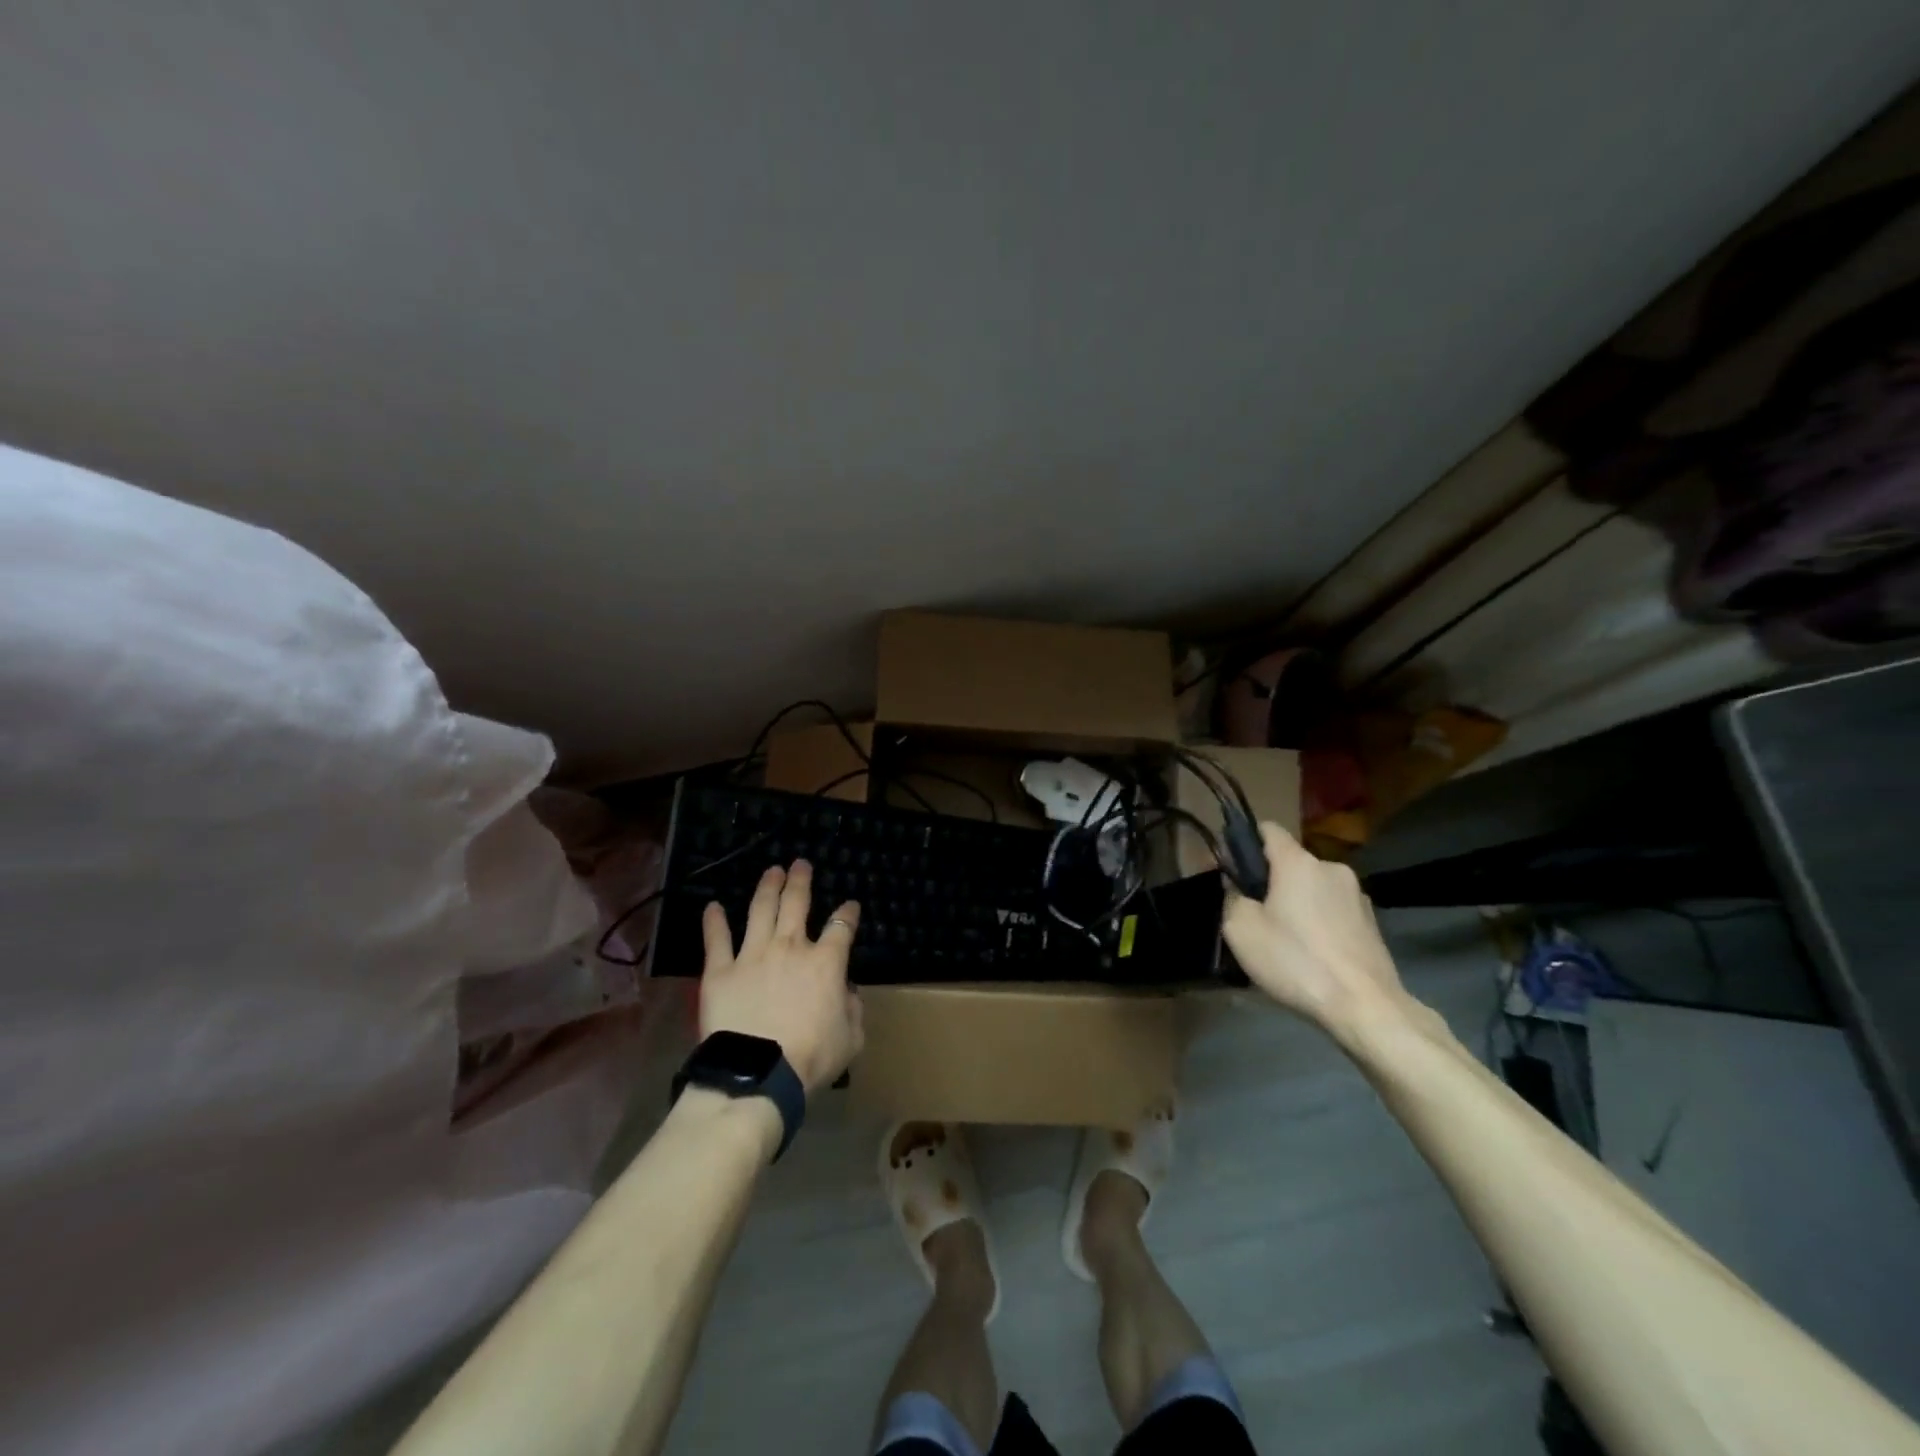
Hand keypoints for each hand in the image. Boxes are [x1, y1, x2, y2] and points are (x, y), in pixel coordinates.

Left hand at [700, 860, 863, 1092]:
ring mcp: (752, 955)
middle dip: (801, 881)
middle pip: (796, 903)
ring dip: (767, 887)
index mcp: (826, 962)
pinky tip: (712, 906)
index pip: (841, 926)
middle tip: (800, 864)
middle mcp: (790, 947)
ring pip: (760, 910)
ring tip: (772, 871)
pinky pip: (716, 940)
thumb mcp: (851, 1038)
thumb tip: (847, 992)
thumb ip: (853, 1009)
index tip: (851, 906)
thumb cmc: (811, 1058)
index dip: (848, 913)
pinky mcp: (720, 971)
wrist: (757, 1074)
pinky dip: (714, 921)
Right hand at [1221, 823, 1432, 1041]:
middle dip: (1271, 881)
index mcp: (1298, 862)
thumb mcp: (1241, 930)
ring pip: (1314, 888)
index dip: (1245, 842)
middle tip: (1256, 916)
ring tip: (1286, 941)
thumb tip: (1235, 886)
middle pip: (1291, 862)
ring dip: (1298, 903)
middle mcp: (1331, 868)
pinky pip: (1334, 911)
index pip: (1268, 829)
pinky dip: (1319, 923)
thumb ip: (1231, 897)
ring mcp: (1357, 895)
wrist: (1365, 1007)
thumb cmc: (1296, 961)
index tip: (1233, 869)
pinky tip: (1313, 955)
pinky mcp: (1372, 923)